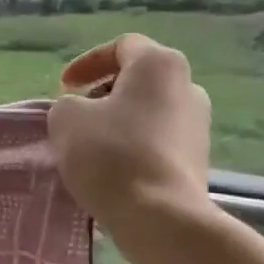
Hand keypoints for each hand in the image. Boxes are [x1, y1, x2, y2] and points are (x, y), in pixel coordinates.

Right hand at [47, 34, 211, 234]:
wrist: (159, 216)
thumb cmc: (111, 154)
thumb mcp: (67, 119)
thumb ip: (68, 104)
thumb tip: (82, 111)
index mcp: (159, 65)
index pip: (121, 46)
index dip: (87, 63)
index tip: (65, 87)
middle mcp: (188, 87)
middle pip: (139, 79)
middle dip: (105, 93)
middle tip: (77, 113)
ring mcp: (199, 125)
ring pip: (150, 111)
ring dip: (120, 121)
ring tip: (91, 145)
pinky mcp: (199, 160)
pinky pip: (159, 141)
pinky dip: (134, 146)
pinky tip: (113, 168)